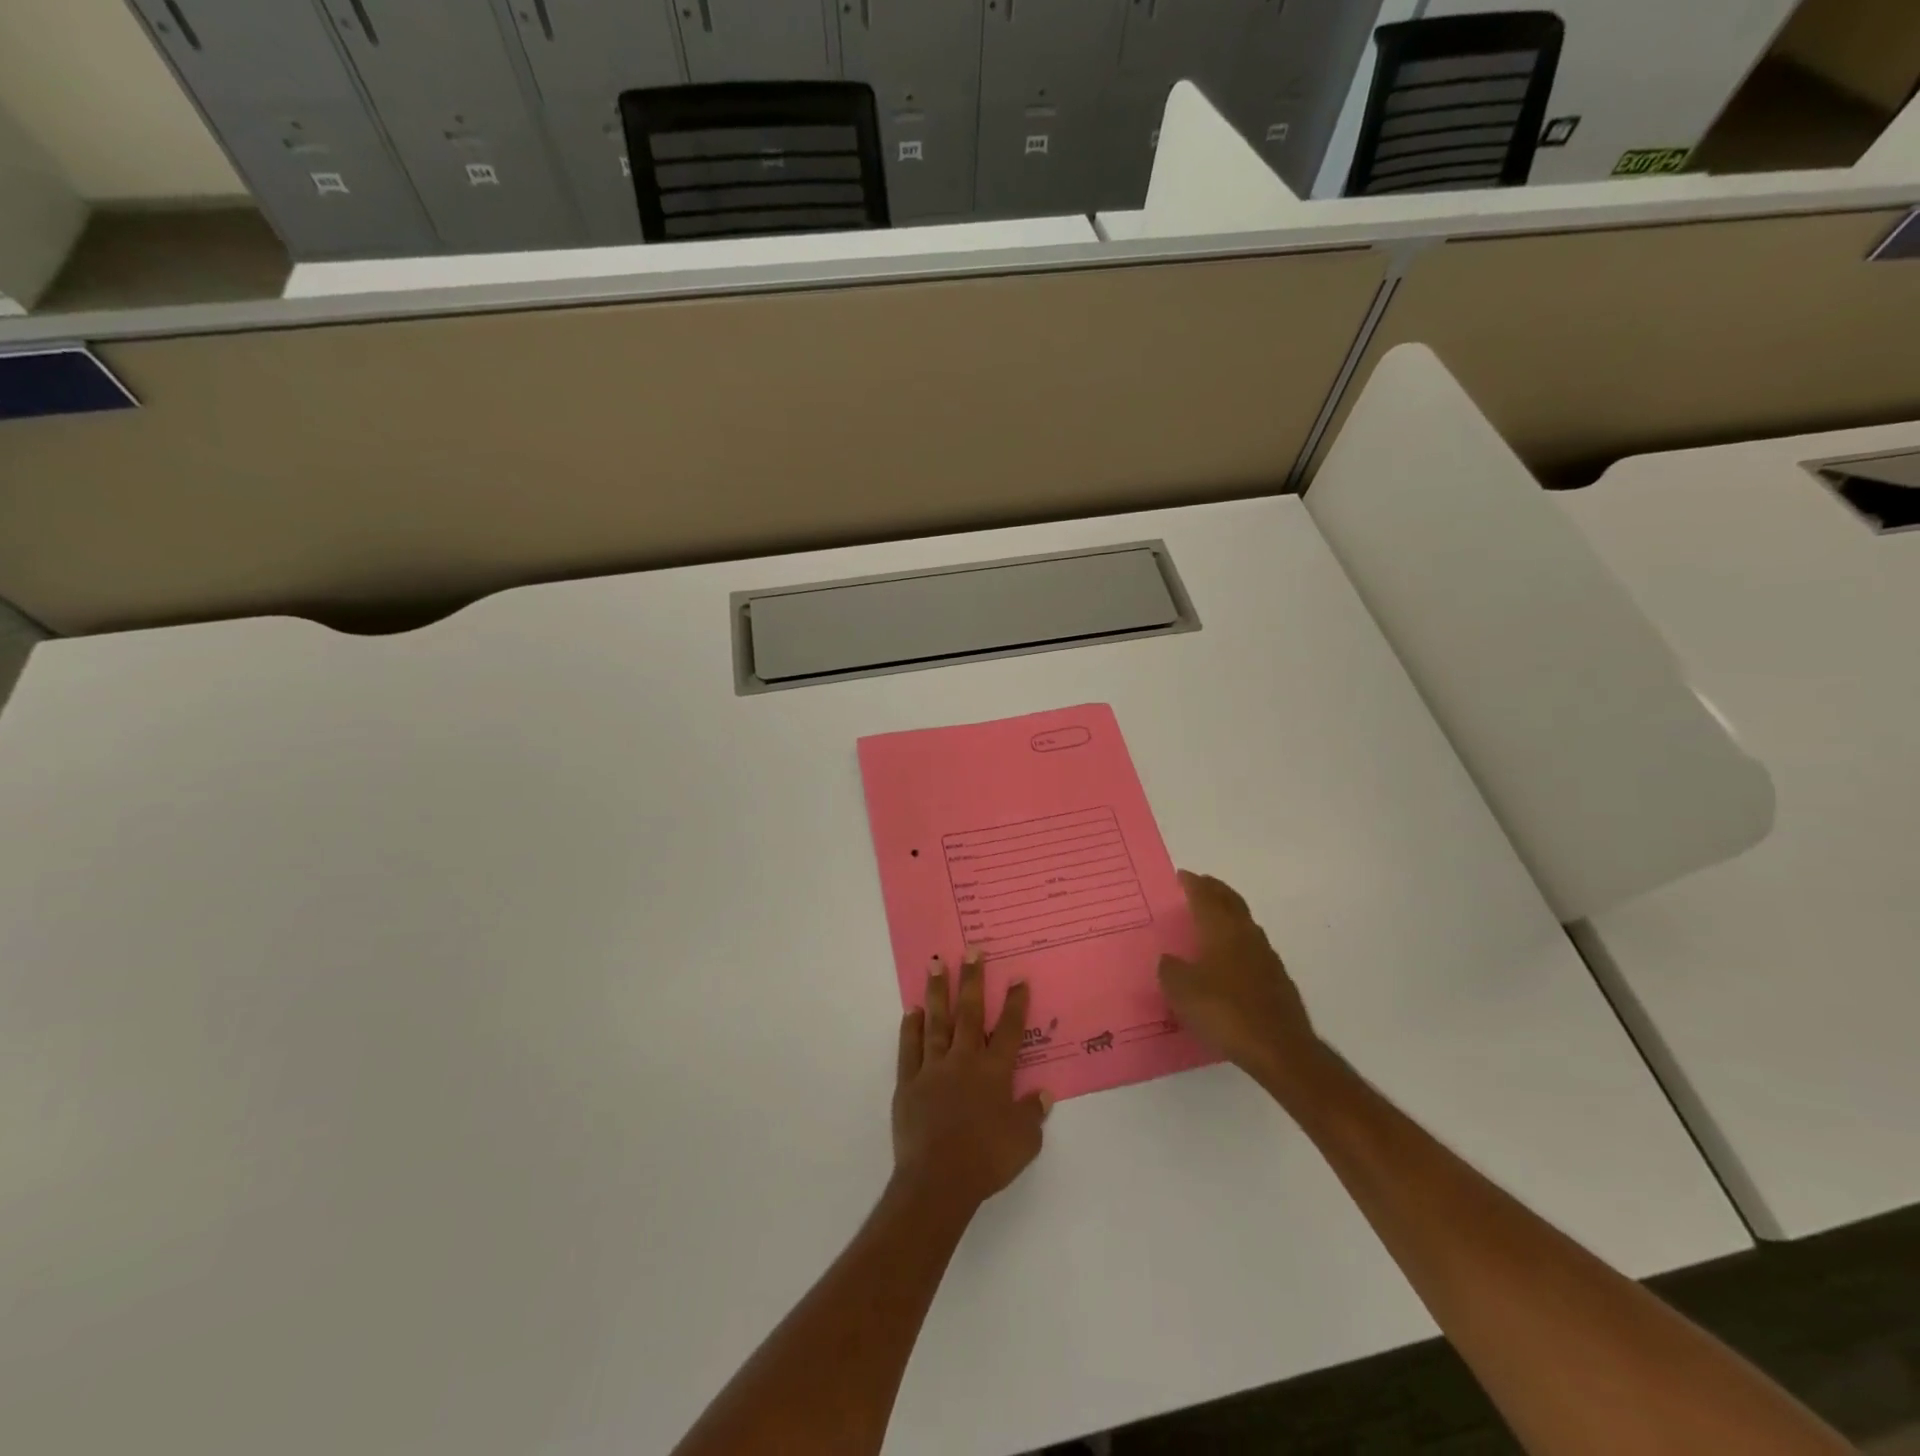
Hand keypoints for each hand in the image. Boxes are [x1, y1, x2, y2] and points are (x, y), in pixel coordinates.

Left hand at [892, 951, 1050, 1214]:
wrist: (939, 1180)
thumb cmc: (987, 1159)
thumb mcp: (1024, 1142)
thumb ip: (1033, 1114)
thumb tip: (1043, 1094)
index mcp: (994, 1072)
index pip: (1008, 1030)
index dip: (1015, 1003)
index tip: (1017, 977)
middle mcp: (964, 1061)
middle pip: (969, 1013)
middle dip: (972, 979)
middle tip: (972, 950)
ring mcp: (933, 1068)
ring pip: (936, 1021)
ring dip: (937, 991)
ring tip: (935, 963)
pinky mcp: (909, 1082)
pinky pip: (910, 1048)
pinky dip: (911, 1028)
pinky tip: (912, 1010)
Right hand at [1159, 871, 1318, 1085]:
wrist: (1279, 1049)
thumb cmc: (1224, 1012)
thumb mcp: (1181, 991)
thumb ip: (1170, 970)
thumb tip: (1170, 960)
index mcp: (1221, 930)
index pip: (1206, 897)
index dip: (1193, 884)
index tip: (1183, 875)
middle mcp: (1246, 935)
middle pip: (1231, 902)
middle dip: (1215, 890)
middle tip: (1201, 885)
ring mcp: (1267, 958)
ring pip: (1245, 924)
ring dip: (1229, 915)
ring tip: (1214, 918)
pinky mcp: (1278, 981)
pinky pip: (1253, 949)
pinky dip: (1239, 942)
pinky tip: (1230, 959)